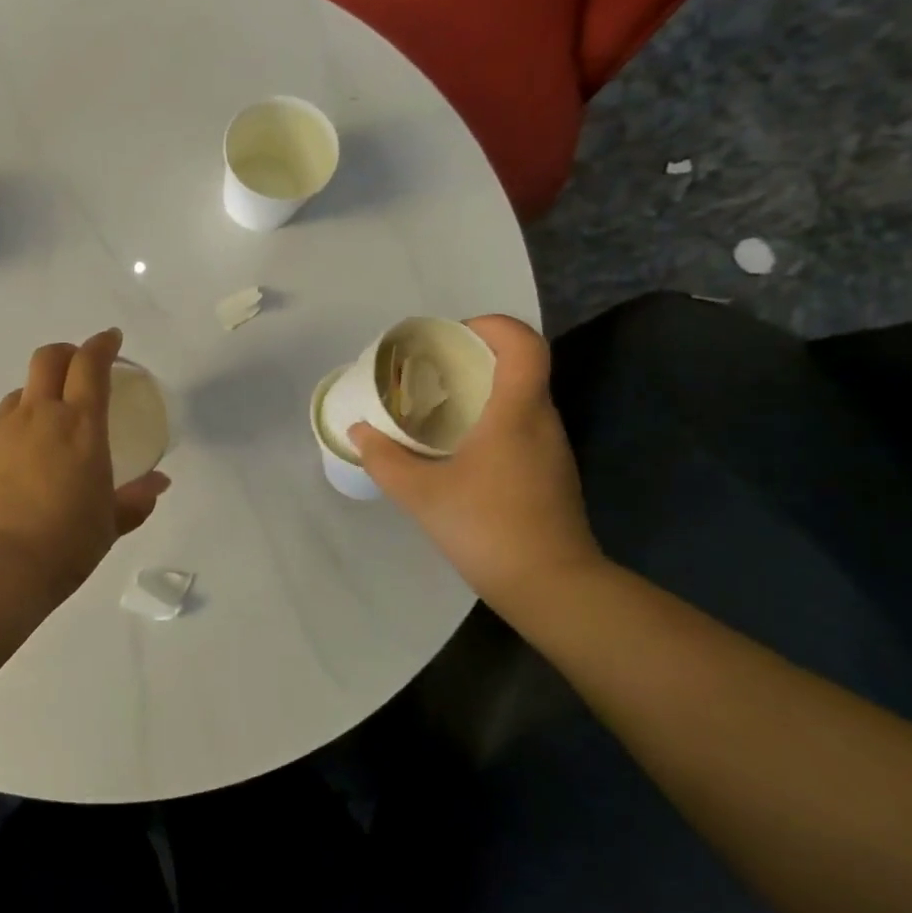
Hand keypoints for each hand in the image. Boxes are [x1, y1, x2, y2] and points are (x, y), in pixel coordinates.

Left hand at [0, 329, 169, 605]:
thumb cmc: (66, 544)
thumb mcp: (110, 524)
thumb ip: (135, 499)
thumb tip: (158, 484)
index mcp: (80, 425)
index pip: (90, 364)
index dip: (102, 344)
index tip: (111, 340)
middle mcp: (38, 416)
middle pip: (48, 359)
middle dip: (66, 353)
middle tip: (78, 367)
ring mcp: (0, 431)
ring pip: (19, 394)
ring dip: (37, 396)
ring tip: (46, 426)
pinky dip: (13, 434)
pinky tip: (17, 467)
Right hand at [350, 315, 604, 610]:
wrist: (551, 586)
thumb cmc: (487, 528)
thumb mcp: (420, 493)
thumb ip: (384, 459)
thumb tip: (360, 431)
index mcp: (516, 412)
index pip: (522, 343)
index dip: (491, 326)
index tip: (451, 335)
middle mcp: (541, 421)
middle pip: (519, 366)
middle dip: (475, 358)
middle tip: (430, 370)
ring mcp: (551, 449)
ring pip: (520, 399)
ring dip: (482, 392)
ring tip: (436, 408)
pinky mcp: (550, 473)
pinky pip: (520, 427)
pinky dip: (490, 421)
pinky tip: (458, 449)